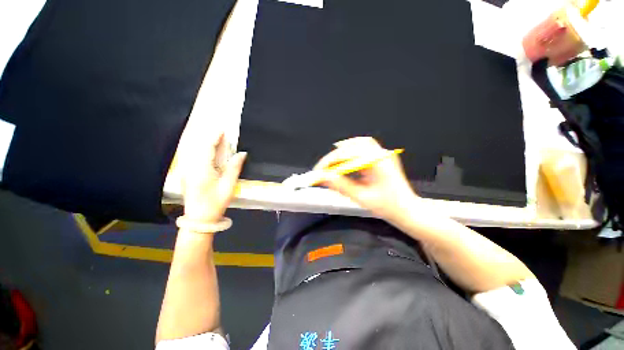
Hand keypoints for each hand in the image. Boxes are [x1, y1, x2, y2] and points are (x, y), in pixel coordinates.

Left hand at [180, 132, 246, 222]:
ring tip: (215, 138)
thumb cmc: (216, 202)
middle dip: (209, 137)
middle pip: (198, 146)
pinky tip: (207, 151)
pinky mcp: (186, 174)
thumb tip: (242, 153)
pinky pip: (192, 157)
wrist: (199, 218)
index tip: (223, 130)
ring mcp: (186, 171)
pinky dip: (201, 151)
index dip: (215, 137)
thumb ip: (234, 167)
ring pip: (194, 151)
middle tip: (220, 132)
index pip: (207, 147)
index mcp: (202, 169)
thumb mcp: (229, 185)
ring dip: (204, 143)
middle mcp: (191, 167)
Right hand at [315, 137, 417, 220]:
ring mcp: (382, 154)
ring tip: (331, 163)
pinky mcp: (381, 157)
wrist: (407, 209)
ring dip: (343, 150)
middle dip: (334, 156)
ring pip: (359, 143)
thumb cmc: (387, 207)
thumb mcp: (361, 197)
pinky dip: (351, 151)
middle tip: (323, 169)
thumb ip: (341, 185)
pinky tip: (345, 159)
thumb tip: (323, 177)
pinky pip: (364, 147)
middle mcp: (380, 153)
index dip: (330, 161)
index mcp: (377, 162)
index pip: (348, 154)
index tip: (318, 171)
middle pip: (352, 145)